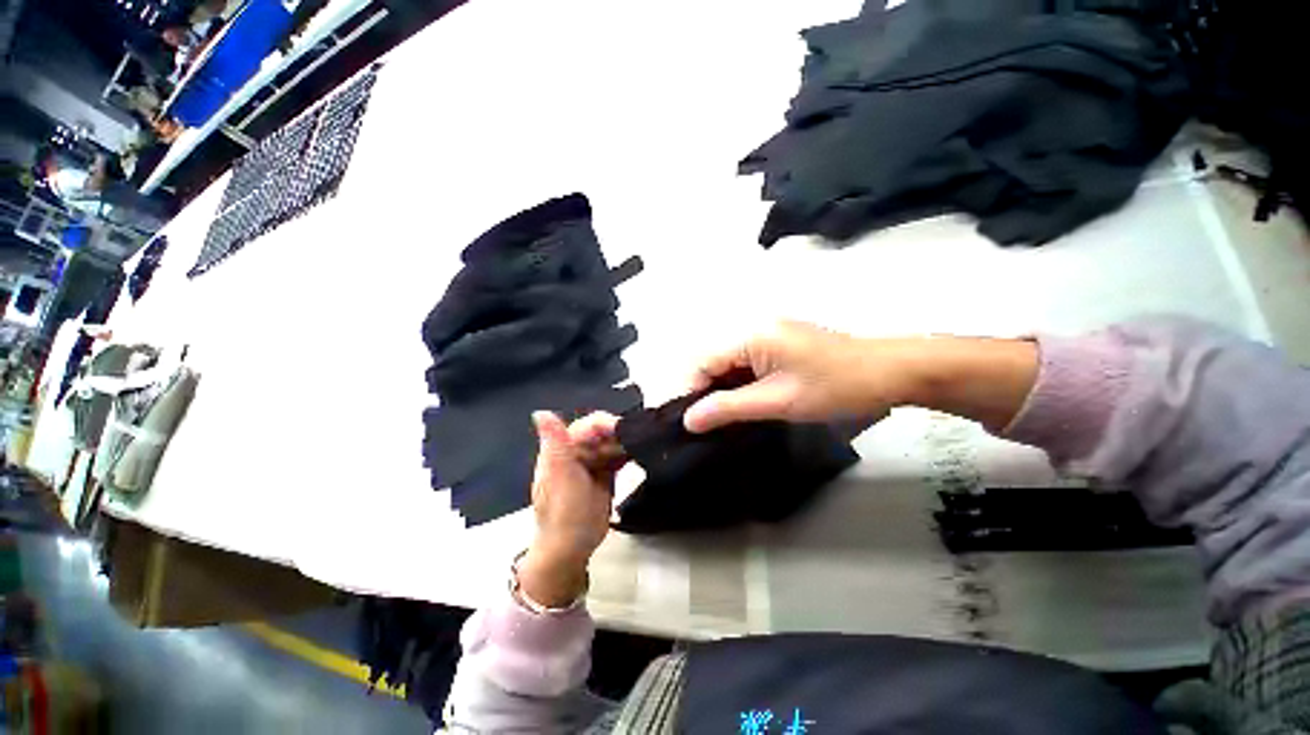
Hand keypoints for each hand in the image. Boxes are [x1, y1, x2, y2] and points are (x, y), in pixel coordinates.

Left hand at [519, 411, 624, 607]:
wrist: (571, 549)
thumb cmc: (563, 512)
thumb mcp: (559, 475)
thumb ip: (554, 442)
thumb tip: (540, 411)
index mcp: (563, 448)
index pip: (587, 426)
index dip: (606, 424)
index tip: (625, 429)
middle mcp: (578, 452)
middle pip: (603, 433)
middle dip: (621, 434)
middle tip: (641, 440)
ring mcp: (592, 464)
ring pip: (613, 444)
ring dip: (627, 443)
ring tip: (644, 447)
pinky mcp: (605, 475)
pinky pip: (618, 458)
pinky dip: (629, 455)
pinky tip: (640, 455)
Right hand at [683, 321, 920, 432]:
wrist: (891, 373)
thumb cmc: (835, 387)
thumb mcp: (778, 401)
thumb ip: (729, 408)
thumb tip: (689, 419)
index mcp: (751, 334)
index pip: (704, 360)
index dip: (693, 390)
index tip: (693, 422)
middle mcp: (755, 327)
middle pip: (716, 359)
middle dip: (709, 391)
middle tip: (710, 424)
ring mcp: (770, 333)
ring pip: (732, 362)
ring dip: (726, 389)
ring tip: (726, 418)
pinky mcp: (782, 342)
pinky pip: (749, 361)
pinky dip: (744, 383)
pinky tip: (749, 402)